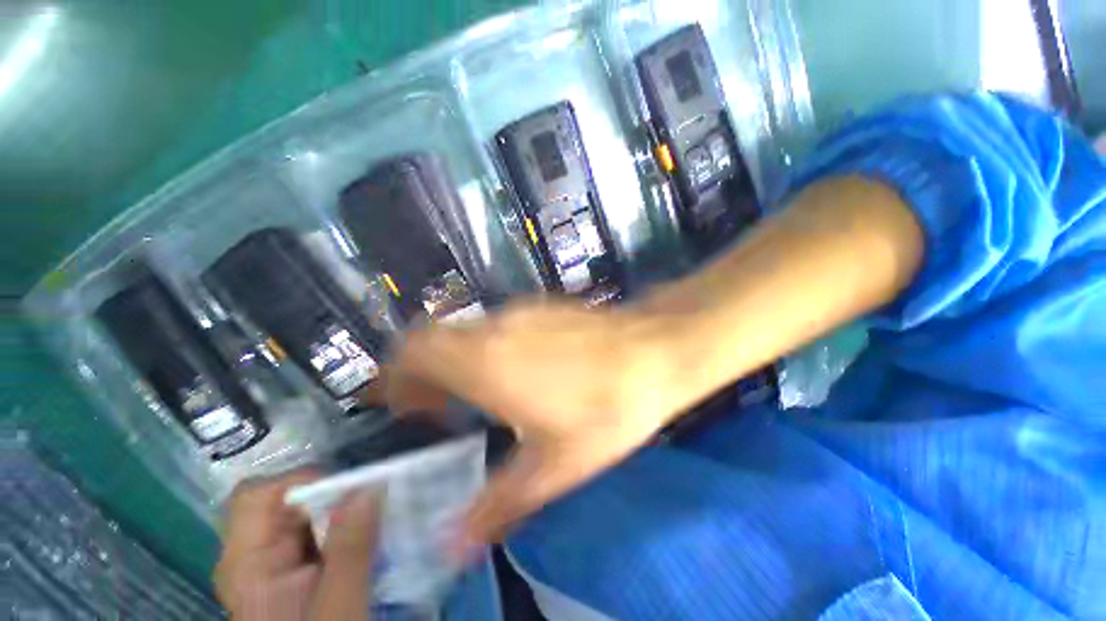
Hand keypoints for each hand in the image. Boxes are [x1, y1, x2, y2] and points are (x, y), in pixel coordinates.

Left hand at [215, 471, 380, 620]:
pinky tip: (367, 541)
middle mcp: (252, 557)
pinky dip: (344, 527)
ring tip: (377, 523)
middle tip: (374, 506)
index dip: (302, 482)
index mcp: (246, 564)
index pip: (257, 496)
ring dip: (343, 512)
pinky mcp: (292, 571)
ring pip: (306, 515)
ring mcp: (271, 564)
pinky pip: (317, 532)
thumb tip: (370, 487)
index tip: (350, 492)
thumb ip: (351, 548)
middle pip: (285, 501)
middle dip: (333, 497)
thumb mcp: (339, 608)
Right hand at [387, 300, 684, 549]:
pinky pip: (498, 325)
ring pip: (467, 331)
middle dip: (425, 371)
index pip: (413, 353)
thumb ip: (497, 505)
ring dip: (460, 359)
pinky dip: (489, 346)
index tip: (409, 407)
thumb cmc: (605, 409)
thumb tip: (451, 547)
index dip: (398, 377)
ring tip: (482, 391)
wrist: (652, 351)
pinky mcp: (542, 307)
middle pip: (433, 338)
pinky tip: (520, 369)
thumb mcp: (554, 468)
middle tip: (440, 406)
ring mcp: (519, 313)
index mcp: (484, 364)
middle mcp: (494, 330)